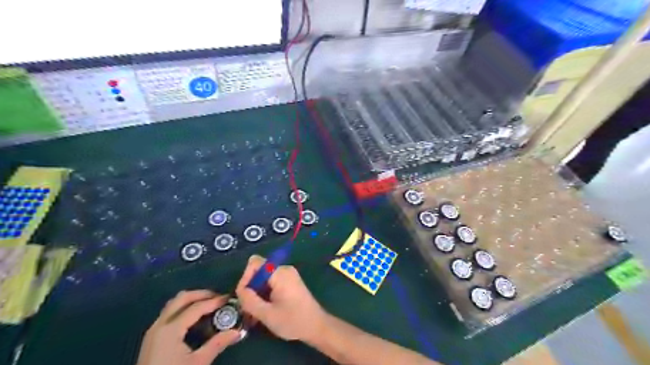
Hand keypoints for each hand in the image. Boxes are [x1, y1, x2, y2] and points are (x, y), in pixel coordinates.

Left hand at [137, 291, 239, 363]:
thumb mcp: (198, 363)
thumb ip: (217, 344)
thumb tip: (236, 332)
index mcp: (170, 329)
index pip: (196, 307)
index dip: (214, 301)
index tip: (229, 299)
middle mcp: (160, 324)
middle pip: (182, 298)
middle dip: (202, 294)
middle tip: (218, 298)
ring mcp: (153, 330)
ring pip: (173, 304)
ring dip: (191, 300)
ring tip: (208, 305)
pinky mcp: (152, 338)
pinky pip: (169, 313)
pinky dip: (183, 309)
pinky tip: (194, 318)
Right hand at [237, 253, 326, 341]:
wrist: (316, 326)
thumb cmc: (293, 321)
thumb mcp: (267, 314)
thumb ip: (250, 301)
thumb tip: (239, 290)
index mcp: (280, 273)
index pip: (255, 263)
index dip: (245, 278)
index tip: (244, 297)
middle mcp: (284, 269)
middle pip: (258, 271)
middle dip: (250, 289)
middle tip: (247, 310)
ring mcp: (288, 275)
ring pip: (263, 279)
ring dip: (256, 294)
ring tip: (254, 314)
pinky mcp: (289, 282)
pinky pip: (271, 283)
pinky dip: (264, 294)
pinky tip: (263, 311)